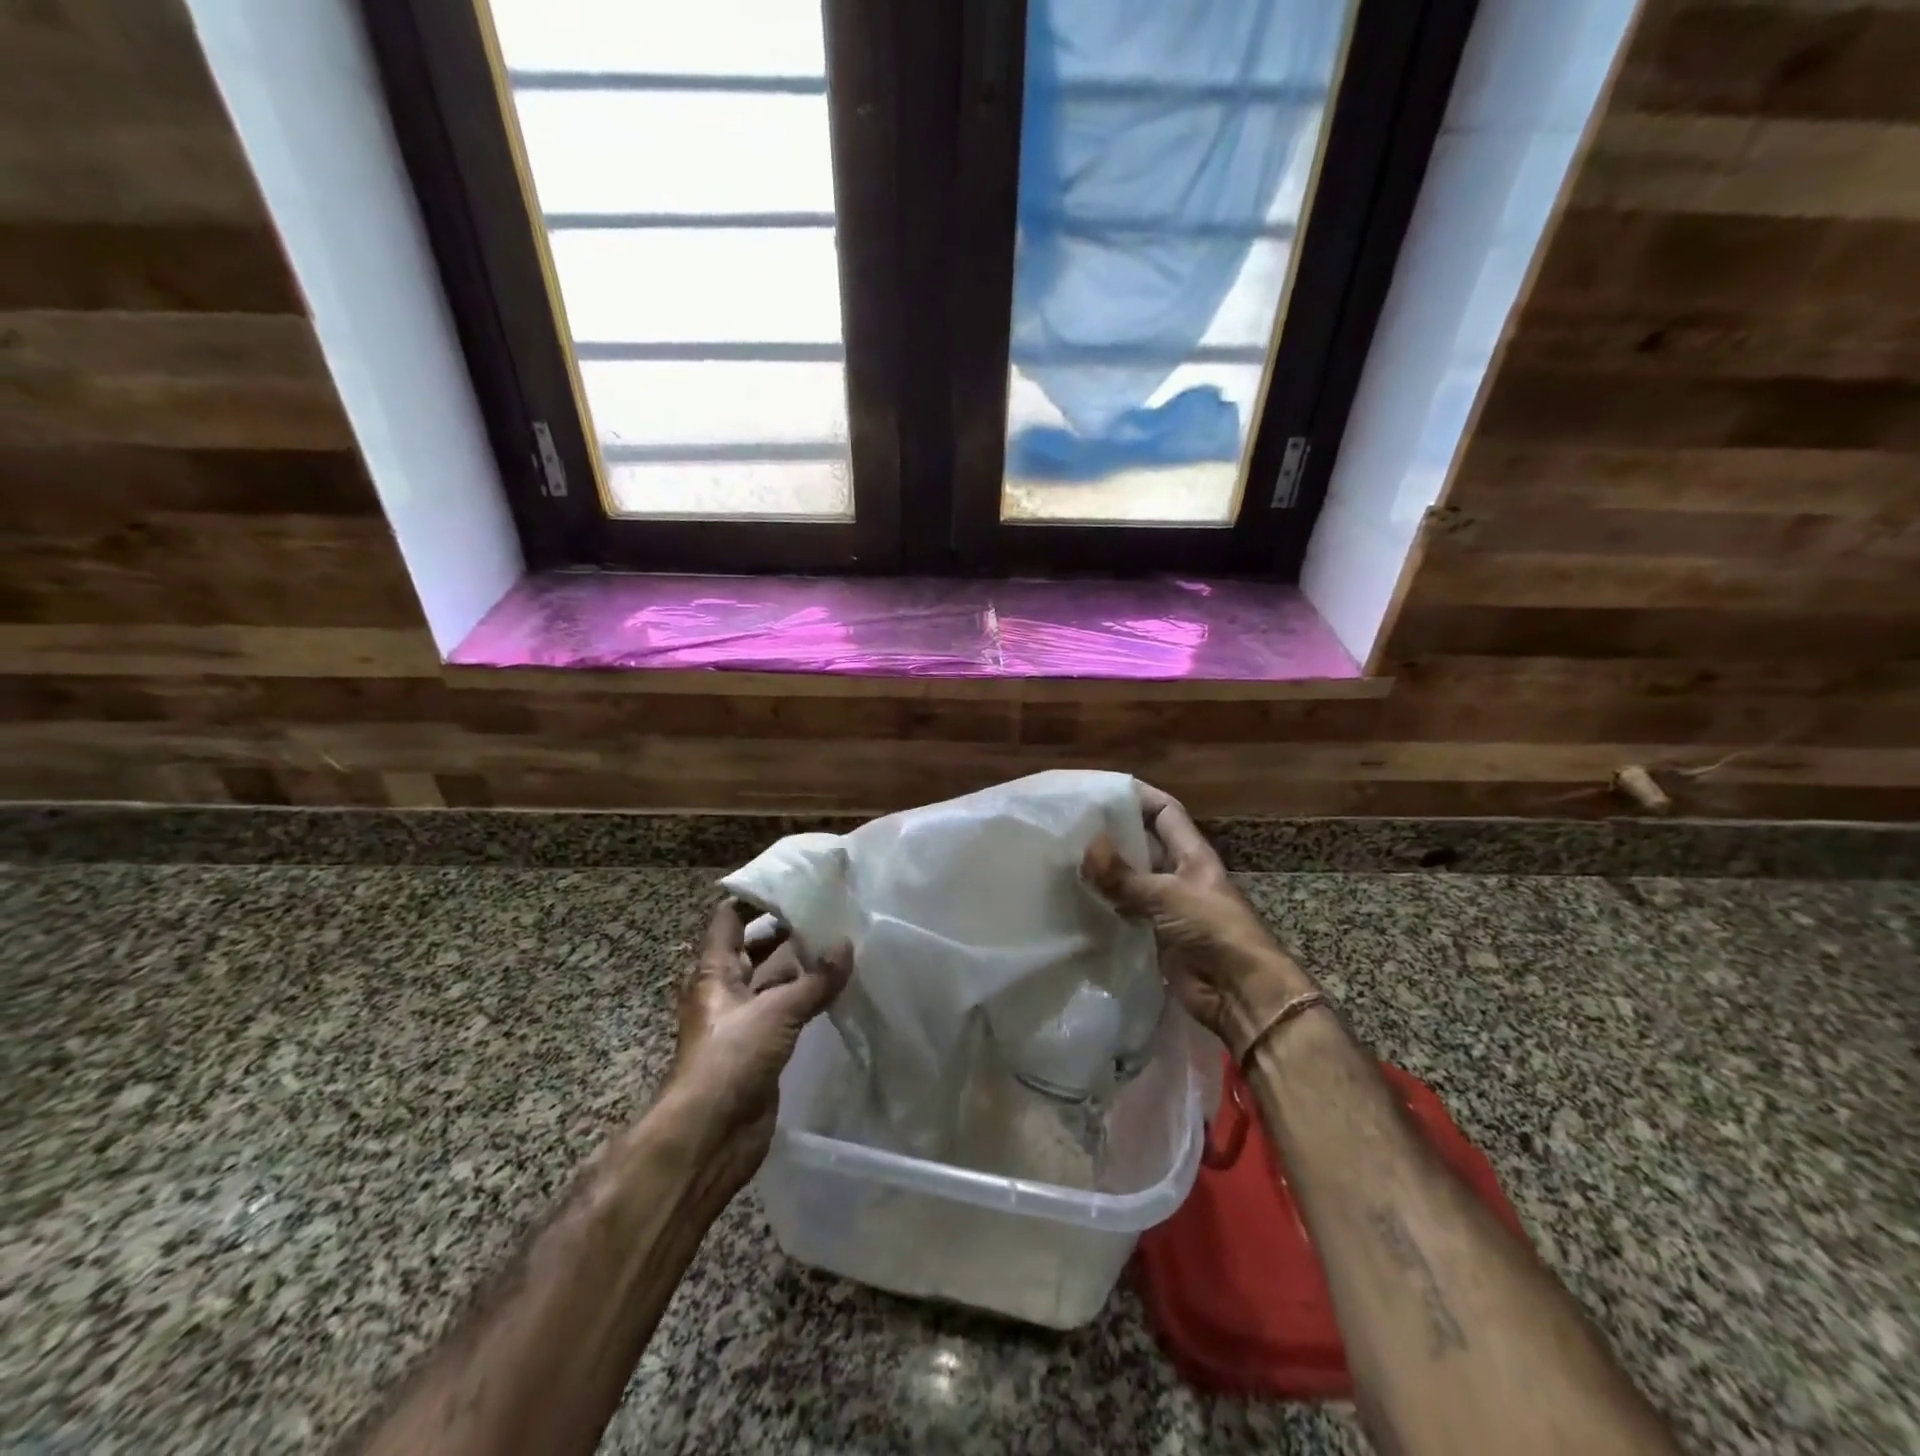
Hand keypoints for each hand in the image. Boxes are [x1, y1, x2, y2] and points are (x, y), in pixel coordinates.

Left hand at [666, 901, 850, 1168]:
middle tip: (827, 911)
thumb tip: (847, 945)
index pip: (730, 919)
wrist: (710, 1135)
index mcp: (715, 972)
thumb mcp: (776, 1011)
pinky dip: (807, 999)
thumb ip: (815, 980)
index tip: (792, 882)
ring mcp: (743, 1021)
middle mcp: (726, 991)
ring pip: (772, 981)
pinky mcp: (760, 1049)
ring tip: (839, 944)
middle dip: (785, 931)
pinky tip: (837, 990)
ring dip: (799, 966)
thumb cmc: (731, 1058)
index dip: (755, 898)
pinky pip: (786, 1013)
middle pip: (753, 948)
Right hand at [1082, 783, 1314, 1059]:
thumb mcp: (1167, 895)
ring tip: (1066, 859)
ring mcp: (1168, 907)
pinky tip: (1077, 901)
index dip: (1139, 797)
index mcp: (1191, 854)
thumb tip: (1085, 849)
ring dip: (1105, 873)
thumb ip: (1124, 875)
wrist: (1240, 993)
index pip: (1165, 812)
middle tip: (1072, 826)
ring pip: (1131, 879)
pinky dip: (1105, 907)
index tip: (1103, 789)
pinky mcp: (1157, 936)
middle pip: (1144, 844)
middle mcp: (1179, 875)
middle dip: (1113, 835)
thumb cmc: (1213, 930)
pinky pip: (1126, 913)